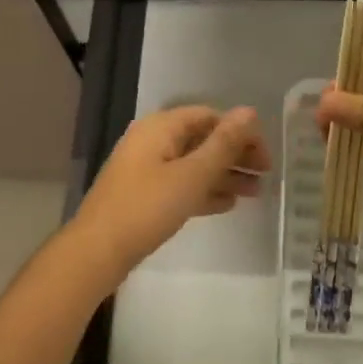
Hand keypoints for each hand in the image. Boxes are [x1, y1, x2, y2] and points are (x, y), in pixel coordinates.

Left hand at [74, 106, 270, 273]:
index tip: (265, 157)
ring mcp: (146, 168)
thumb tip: (249, 112)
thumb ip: (223, 144)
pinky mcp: (144, 194)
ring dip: (224, 174)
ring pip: (193, 164)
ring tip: (255, 193)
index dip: (240, 132)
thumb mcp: (192, 175)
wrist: (97, 252)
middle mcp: (153, 141)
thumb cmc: (147, 207)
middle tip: (265, 176)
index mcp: (162, 127)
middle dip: (235, 155)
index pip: (210, 116)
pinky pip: (181, 183)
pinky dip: (204, 189)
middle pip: (202, 139)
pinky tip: (228, 204)